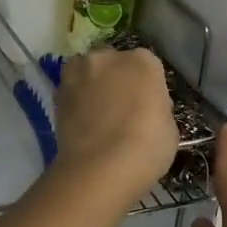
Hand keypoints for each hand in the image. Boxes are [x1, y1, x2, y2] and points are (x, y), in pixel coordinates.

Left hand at [53, 47, 177, 203]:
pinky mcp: (57, 92)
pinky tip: (82, 122)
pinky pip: (71, 90)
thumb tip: (145, 109)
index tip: (148, 106)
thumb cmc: (146, 147)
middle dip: (117, 79)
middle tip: (122, 108)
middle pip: (114, 63)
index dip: (147, 86)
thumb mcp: (169, 128)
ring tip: (97, 114)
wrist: (100, 168)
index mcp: (143, 61)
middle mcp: (108, 57)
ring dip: (92, 85)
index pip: (148, 66)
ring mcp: (79, 72)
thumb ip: (156, 108)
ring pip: (88, 71)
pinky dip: (76, 101)